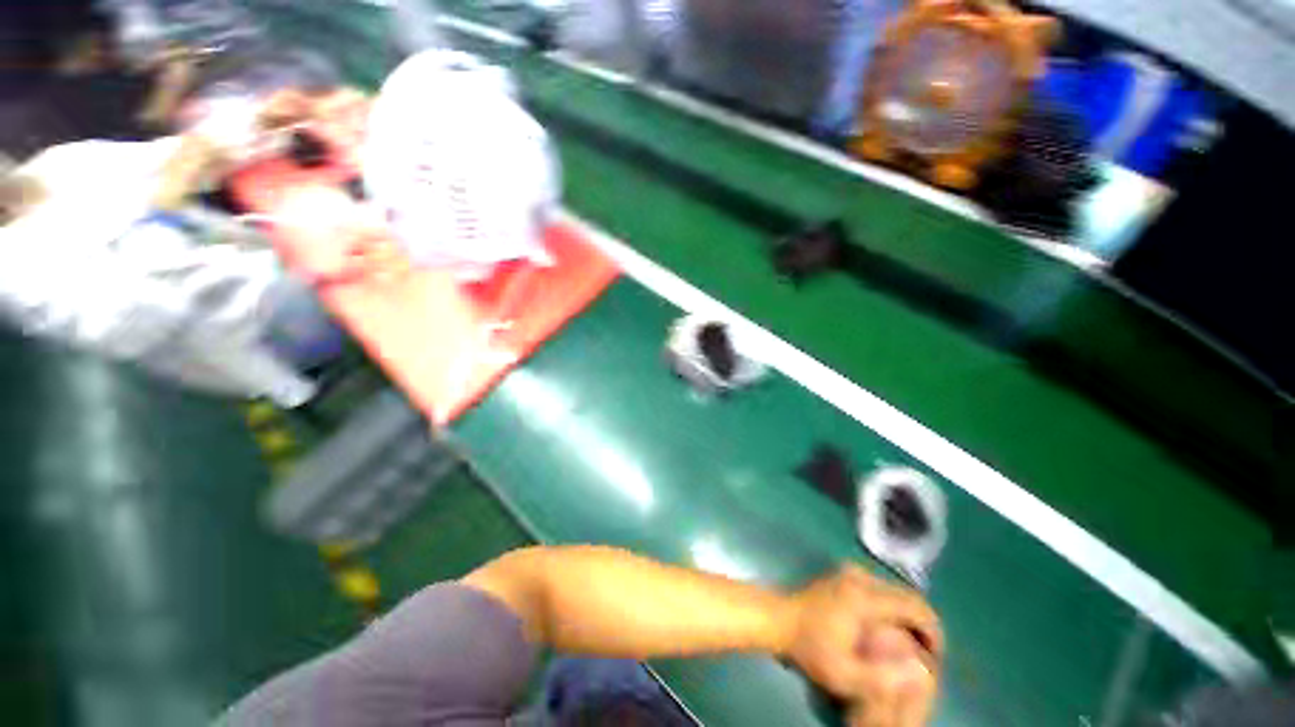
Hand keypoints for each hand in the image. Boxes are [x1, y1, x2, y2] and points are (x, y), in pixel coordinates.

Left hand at [784, 566, 940, 724]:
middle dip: (922, 623)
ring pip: (896, 592)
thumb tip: (915, 673)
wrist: (771, 621)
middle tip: (927, 648)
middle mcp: (868, 578)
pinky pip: (881, 589)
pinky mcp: (846, 574)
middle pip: (909, 597)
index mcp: (870, 597)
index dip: (932, 629)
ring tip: (911, 640)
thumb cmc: (805, 649)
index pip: (917, 607)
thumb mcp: (839, 673)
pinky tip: (888, 627)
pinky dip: (890, 607)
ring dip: (907, 614)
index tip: (936, 651)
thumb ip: (877, 677)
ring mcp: (855, 572)